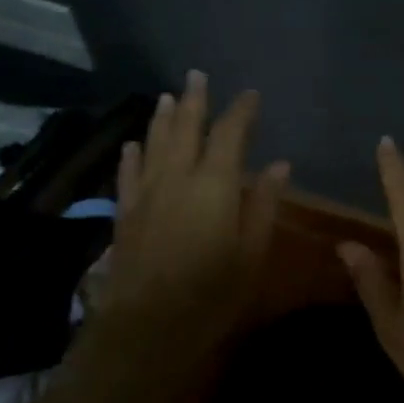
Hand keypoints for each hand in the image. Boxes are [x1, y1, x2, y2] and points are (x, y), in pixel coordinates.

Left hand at [93, 72, 288, 349]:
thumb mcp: (252, 252)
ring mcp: (146, 194)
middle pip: (186, 129)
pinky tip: (133, 144)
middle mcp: (177, 178)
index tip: (251, 95)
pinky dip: (133, 155)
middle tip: (197, 75)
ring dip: (163, 118)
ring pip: (155, 144)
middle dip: (195, 100)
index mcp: (214, 184)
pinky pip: (129, 174)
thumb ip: (264, 204)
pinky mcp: (125, 214)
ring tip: (169, 96)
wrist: (147, 328)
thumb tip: (278, 165)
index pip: (230, 134)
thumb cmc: (212, 293)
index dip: (241, 111)